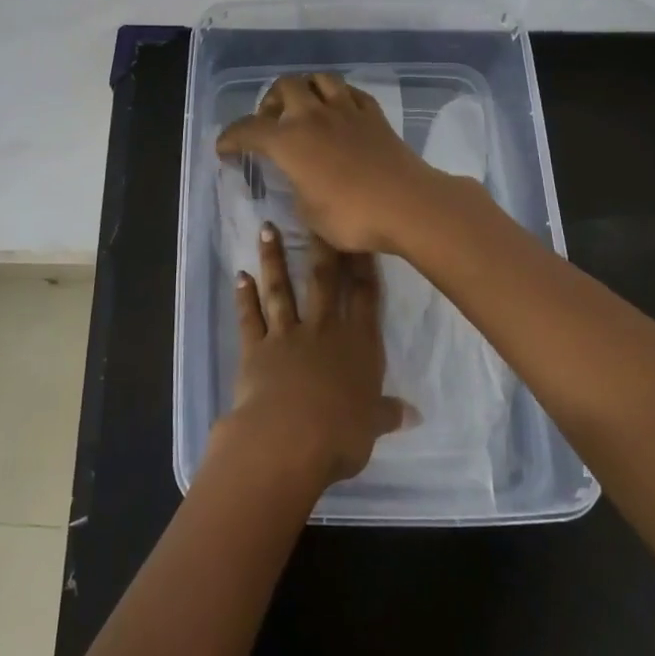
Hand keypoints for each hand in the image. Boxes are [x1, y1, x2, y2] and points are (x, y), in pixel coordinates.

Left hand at [214, 222, 412, 487]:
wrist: (288, 439)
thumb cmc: (340, 436)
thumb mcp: (371, 426)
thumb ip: (387, 413)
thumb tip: (413, 414)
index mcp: (358, 346)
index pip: (365, 297)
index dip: (363, 266)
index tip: (359, 238)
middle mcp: (323, 331)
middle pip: (323, 281)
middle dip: (320, 247)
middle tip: (314, 215)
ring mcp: (287, 335)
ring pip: (281, 289)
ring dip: (273, 259)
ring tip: (267, 228)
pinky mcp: (256, 348)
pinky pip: (250, 317)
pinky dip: (244, 297)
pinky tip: (240, 276)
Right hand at [215, 73, 450, 254]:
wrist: (408, 204)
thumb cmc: (351, 215)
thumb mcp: (308, 213)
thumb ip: (296, 188)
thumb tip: (299, 178)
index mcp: (289, 140)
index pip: (248, 129)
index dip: (231, 138)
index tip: (224, 149)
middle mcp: (313, 116)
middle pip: (284, 86)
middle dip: (270, 101)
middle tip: (270, 123)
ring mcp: (347, 110)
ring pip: (320, 79)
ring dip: (305, 89)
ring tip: (304, 109)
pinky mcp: (374, 115)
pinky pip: (350, 93)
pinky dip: (338, 97)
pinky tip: (339, 113)